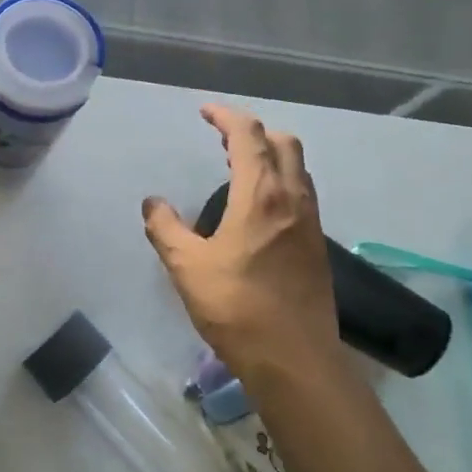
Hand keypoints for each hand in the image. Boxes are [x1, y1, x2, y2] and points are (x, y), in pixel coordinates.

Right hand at [142, 105, 340, 389]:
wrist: (294, 359)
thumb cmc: (236, 308)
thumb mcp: (187, 267)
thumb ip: (165, 229)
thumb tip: (152, 203)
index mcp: (260, 195)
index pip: (248, 135)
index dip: (226, 117)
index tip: (205, 113)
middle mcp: (292, 198)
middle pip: (283, 143)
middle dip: (254, 132)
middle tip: (223, 142)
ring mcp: (311, 222)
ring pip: (298, 169)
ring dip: (271, 156)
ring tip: (239, 170)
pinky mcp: (318, 246)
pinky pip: (302, 195)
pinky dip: (281, 182)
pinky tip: (260, 210)